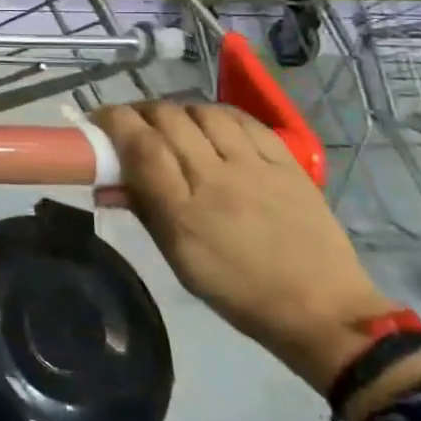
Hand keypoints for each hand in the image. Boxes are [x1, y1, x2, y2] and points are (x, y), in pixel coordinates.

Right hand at [92, 101, 396, 392]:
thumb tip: (106, 184)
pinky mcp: (287, 163)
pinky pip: (245, 121)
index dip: (114, 121)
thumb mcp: (178, 259)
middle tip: (132, 123)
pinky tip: (211, 123)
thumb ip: (144, 212)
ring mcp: (255, 168)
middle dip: (141, 112)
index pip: (140, 146)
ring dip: (179, 111)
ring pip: (205, 113)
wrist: (322, 310)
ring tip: (173, 123)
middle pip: (168, 120)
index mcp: (183, 212)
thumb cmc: (237, 291)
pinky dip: (218, 114)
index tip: (98, 119)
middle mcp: (216, 180)